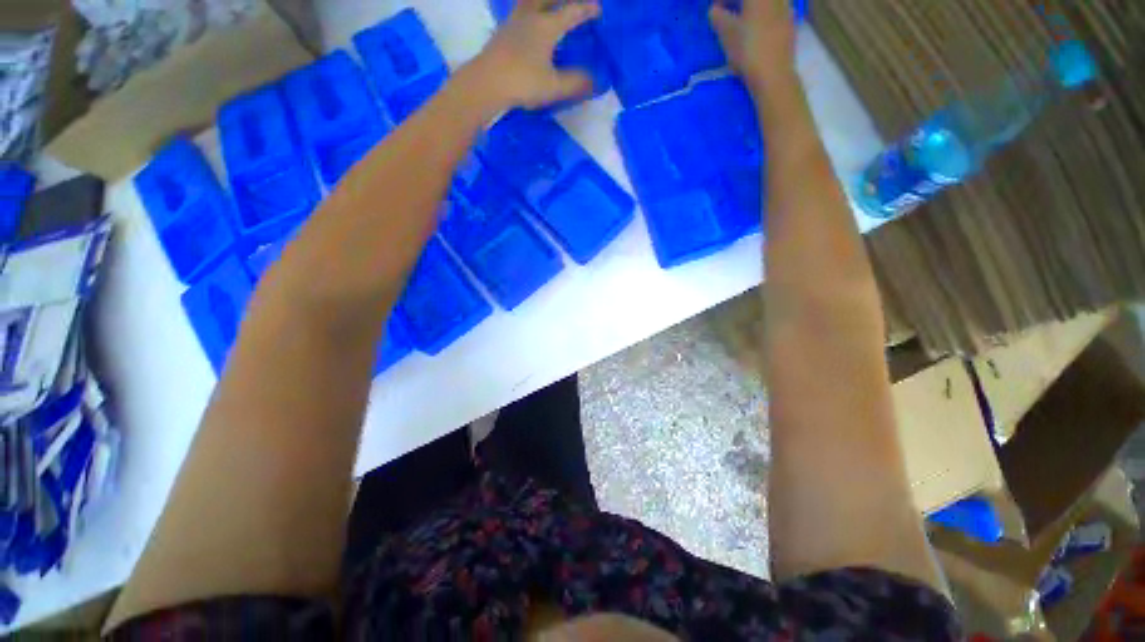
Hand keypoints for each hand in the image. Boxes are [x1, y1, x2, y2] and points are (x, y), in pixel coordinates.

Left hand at [467, 0, 600, 109]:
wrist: (486, 83)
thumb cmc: (522, 82)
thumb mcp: (553, 86)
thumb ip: (575, 82)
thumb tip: (594, 81)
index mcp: (546, 26)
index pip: (571, 12)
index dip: (586, 9)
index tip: (597, 9)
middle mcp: (530, 16)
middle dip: (563, 0)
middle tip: (572, 4)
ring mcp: (513, 21)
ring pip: (530, 1)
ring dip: (542, 1)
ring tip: (548, 6)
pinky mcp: (502, 31)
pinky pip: (520, 11)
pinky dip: (530, 10)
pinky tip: (529, 20)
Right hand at [709, 0, 797, 90]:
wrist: (774, 74)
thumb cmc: (748, 50)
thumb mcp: (727, 34)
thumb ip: (718, 18)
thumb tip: (714, 11)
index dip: (723, 1)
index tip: (714, 10)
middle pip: (752, 1)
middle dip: (737, 5)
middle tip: (726, 17)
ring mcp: (786, 9)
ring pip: (765, 6)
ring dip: (750, 12)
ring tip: (741, 26)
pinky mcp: (790, 24)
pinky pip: (774, 14)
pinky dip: (762, 20)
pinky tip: (756, 34)